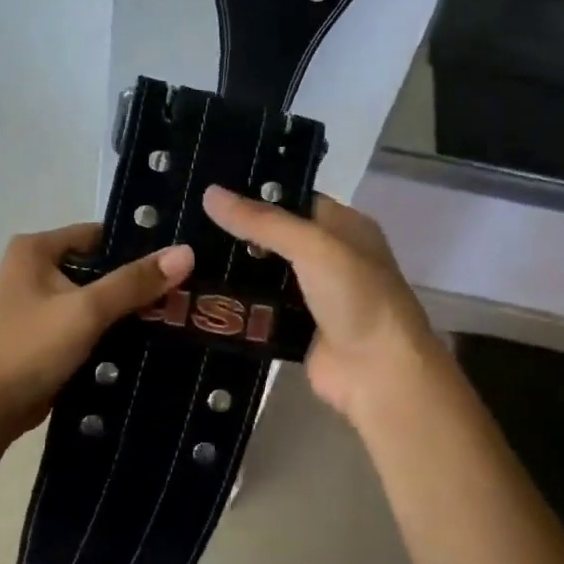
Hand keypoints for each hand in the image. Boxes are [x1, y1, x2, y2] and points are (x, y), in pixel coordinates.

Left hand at [0, 224, 194, 434]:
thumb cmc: (33, 348)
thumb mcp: (87, 310)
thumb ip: (134, 281)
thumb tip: (186, 252)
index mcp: (35, 249)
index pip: (99, 235)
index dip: (138, 247)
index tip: (179, 262)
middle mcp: (34, 268)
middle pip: (99, 266)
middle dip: (137, 281)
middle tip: (184, 291)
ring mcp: (39, 302)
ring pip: (95, 296)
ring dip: (128, 307)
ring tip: (176, 313)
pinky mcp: (47, 332)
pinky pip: (87, 320)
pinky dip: (112, 327)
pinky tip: (149, 337)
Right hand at [201, 186, 444, 425]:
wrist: (378, 372)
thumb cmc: (356, 297)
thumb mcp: (313, 247)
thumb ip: (262, 222)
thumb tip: (210, 193)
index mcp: (345, 227)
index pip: (294, 200)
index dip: (256, 195)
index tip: (211, 191)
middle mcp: (331, 258)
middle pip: (276, 239)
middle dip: (238, 234)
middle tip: (187, 224)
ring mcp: (314, 296)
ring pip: (265, 276)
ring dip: (233, 271)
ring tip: (185, 255)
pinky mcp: (297, 329)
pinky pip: (261, 311)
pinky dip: (238, 306)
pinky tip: (201, 295)